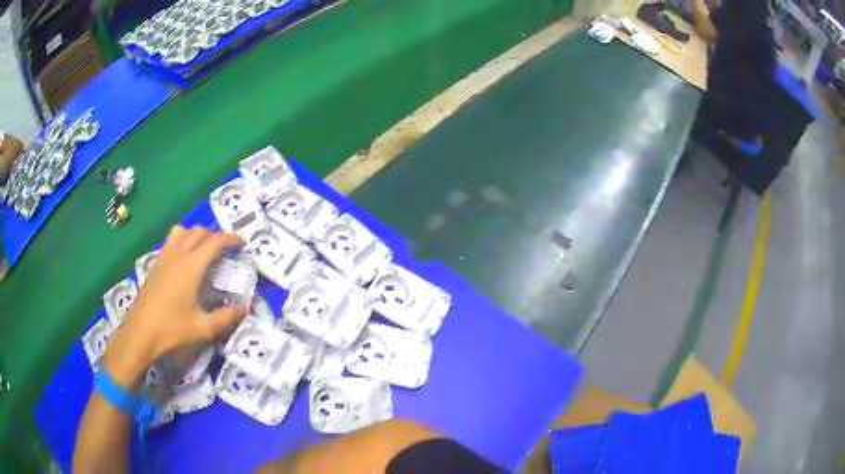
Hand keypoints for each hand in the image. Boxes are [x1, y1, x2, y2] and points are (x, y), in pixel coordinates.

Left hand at [104, 226, 246, 390]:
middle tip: (224, 250)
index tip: (241, 244)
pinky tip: (183, 263)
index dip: (230, 239)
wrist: (140, 334)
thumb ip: (226, 317)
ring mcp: (163, 259)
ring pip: (181, 231)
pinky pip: (170, 242)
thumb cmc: (172, 330)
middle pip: (198, 231)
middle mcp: (177, 255)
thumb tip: (245, 307)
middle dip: (214, 235)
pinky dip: (181, 242)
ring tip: (202, 250)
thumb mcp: (203, 328)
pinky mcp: (154, 266)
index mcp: (191, 267)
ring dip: (194, 235)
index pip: (214, 242)